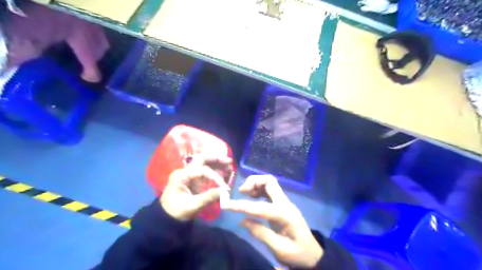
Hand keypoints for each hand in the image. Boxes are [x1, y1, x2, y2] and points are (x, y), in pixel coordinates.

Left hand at [160, 157, 231, 220]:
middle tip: (229, 161)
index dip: (216, 177)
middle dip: (216, 159)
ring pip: (204, 163)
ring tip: (230, 166)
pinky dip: (215, 171)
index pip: (202, 170)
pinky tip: (224, 173)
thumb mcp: (192, 206)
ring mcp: (189, 174)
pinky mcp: (193, 179)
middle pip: (202, 159)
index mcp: (182, 175)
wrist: (167, 218)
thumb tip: (225, 192)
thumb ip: (209, 197)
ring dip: (217, 163)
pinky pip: (205, 171)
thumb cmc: (177, 212)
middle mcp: (185, 171)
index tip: (225, 187)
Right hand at [223, 175, 322, 267]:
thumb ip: (261, 233)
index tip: (227, 205)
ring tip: (244, 193)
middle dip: (253, 182)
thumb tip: (242, 221)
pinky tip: (252, 197)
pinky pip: (270, 190)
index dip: (242, 206)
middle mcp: (286, 203)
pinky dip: (259, 190)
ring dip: (256, 184)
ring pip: (270, 183)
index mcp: (285, 215)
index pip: (261, 207)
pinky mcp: (283, 204)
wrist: (313, 254)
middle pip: (270, 181)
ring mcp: (285, 202)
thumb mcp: (279, 249)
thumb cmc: (298, 254)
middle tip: (240, 191)